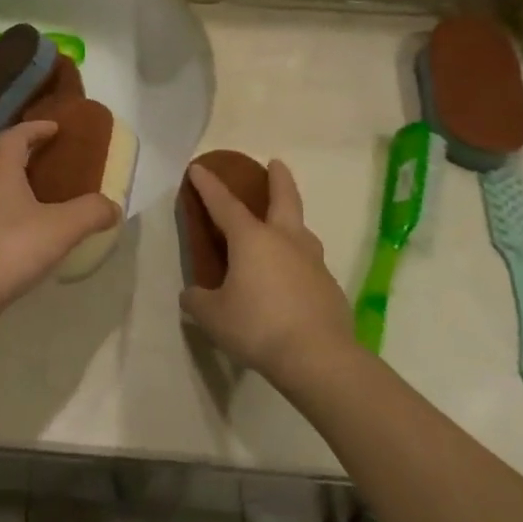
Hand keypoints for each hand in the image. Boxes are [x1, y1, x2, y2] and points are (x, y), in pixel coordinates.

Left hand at [0, 120, 120, 318]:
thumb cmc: (10, 248)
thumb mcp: (61, 228)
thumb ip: (91, 212)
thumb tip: (112, 206)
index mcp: (0, 174)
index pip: (14, 137)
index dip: (34, 129)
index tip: (55, 128)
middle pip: (3, 165)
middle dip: (28, 161)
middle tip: (55, 168)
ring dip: (19, 194)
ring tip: (47, 208)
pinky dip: (12, 222)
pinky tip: (30, 243)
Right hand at [181, 161, 351, 382]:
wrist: (318, 358)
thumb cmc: (258, 327)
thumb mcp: (213, 316)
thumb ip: (199, 300)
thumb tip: (192, 294)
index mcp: (251, 239)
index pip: (224, 204)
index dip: (209, 185)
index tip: (199, 167)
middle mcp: (285, 240)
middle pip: (284, 199)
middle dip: (278, 179)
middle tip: (276, 163)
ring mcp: (313, 262)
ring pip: (302, 231)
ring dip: (293, 222)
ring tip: (284, 229)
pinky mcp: (330, 288)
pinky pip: (310, 266)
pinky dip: (299, 265)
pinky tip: (293, 283)